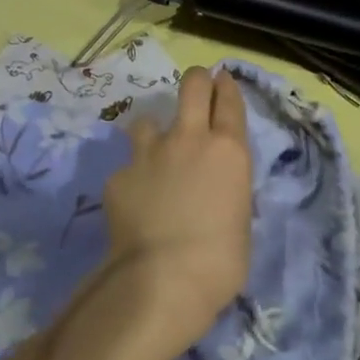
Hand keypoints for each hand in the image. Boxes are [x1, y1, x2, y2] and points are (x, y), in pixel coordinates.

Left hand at [98, 66, 252, 359]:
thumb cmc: (220, 260)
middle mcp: (189, 140)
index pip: (229, 101)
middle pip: (192, 85)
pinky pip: (128, 166)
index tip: (223, 81)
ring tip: (156, 153)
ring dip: (155, 131)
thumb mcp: (240, 220)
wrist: (163, 279)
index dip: (227, 86)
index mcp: (229, 151)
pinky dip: (133, 178)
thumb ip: (228, 192)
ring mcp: (149, 154)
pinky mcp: (119, 176)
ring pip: (149, 119)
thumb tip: (216, 192)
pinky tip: (135, 202)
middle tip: (197, 89)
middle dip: (197, 81)